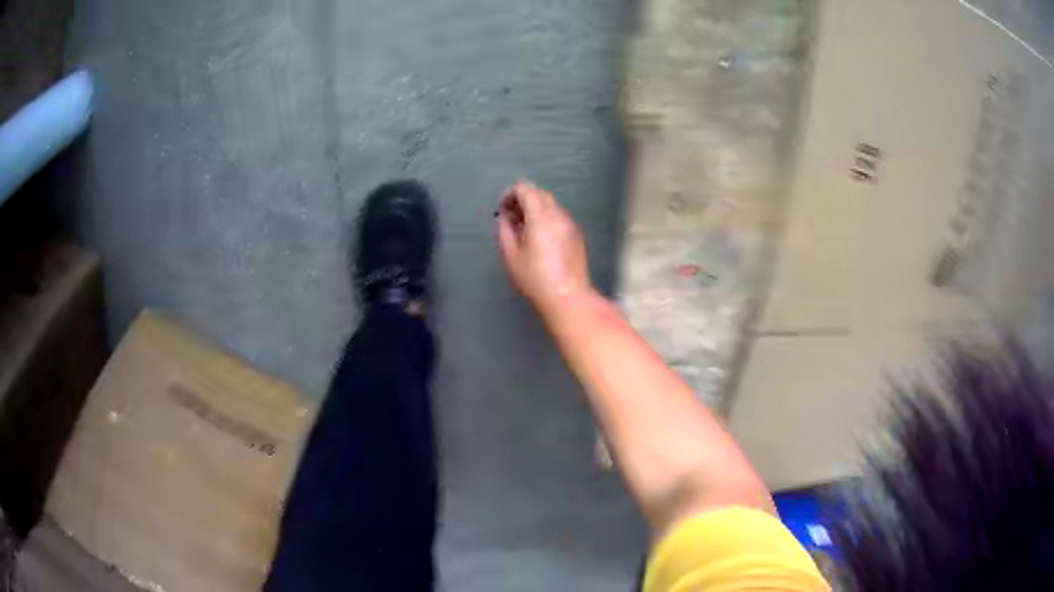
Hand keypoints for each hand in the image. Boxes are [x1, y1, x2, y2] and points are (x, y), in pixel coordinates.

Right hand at [496, 180, 592, 318]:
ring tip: (524, 231)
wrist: (568, 297)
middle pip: (539, 193)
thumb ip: (505, 230)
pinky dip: (547, 219)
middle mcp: (558, 214)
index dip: (510, 194)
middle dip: (523, 200)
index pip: (525, 188)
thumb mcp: (511, 255)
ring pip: (550, 205)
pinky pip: (559, 217)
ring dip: (535, 209)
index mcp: (540, 216)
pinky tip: (540, 240)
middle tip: (511, 219)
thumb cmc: (535, 278)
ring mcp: (570, 224)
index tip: (502, 210)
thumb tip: (505, 217)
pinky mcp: (577, 235)